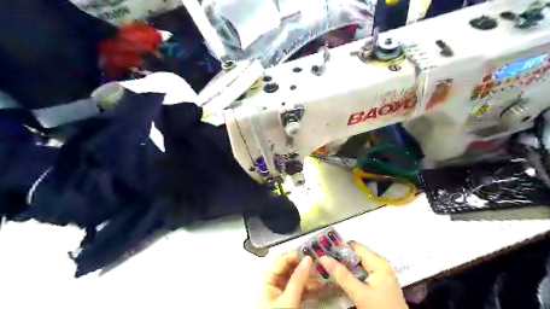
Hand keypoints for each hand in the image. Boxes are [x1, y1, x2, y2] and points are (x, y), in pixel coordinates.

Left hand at [261, 251, 322, 308]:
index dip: (294, 255)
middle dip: (304, 265)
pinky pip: (300, 288)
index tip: (310, 253)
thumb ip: (298, 279)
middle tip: (318, 263)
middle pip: (289, 268)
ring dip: (309, 276)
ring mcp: (282, 291)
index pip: (280, 261)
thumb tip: (308, 259)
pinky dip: (310, 286)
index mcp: (267, 280)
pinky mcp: (290, 299)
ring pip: (296, 277)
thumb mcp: (288, 300)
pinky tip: (321, 287)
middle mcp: (273, 282)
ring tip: (323, 275)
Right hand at [318, 242, 407, 308]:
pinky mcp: (378, 283)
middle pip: (355, 255)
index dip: (338, 247)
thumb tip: (323, 258)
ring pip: (357, 265)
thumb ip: (342, 275)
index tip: (323, 251)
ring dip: (344, 267)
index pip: (354, 246)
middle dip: (339, 258)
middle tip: (322, 261)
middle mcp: (379, 264)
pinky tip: (340, 280)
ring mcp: (380, 274)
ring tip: (327, 269)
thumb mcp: (360, 293)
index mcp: (378, 262)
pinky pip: (361, 273)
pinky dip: (350, 275)